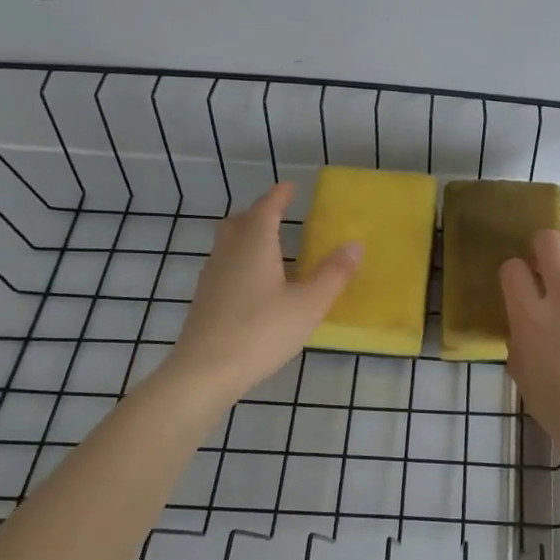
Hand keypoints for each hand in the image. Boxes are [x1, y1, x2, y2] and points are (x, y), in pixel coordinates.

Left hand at [167, 182, 360, 402]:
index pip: (266, 208)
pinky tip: (254, 283)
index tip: (291, 187)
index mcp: (254, 245)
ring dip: (247, 236)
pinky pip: (224, 265)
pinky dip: (241, 260)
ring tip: (270, 247)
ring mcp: (211, 276)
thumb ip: (333, 274)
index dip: (279, 196)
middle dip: (259, 213)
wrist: (204, 372)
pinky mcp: (204, 300)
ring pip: (228, 243)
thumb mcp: (308, 305)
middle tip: (280, 214)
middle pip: (240, 222)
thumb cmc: (261, 332)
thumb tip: (355, 244)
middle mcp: (228, 253)